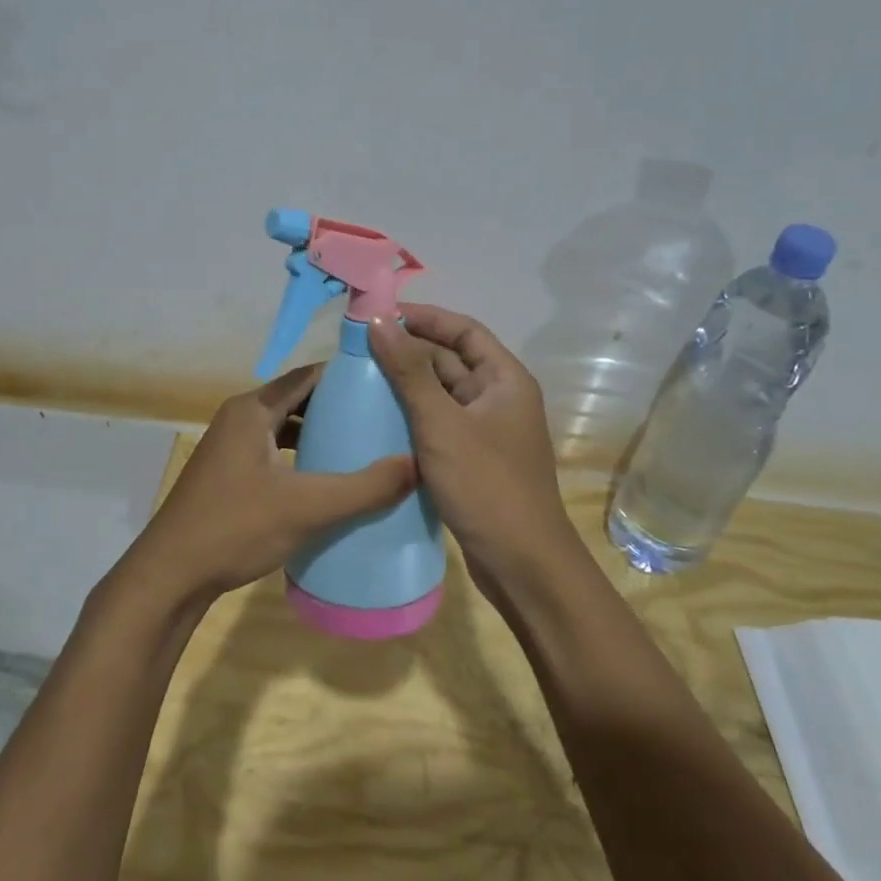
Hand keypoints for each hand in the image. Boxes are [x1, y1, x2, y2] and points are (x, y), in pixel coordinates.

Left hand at [126, 364, 416, 607]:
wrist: (170, 575)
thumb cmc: (235, 528)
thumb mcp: (307, 506)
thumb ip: (364, 487)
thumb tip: (417, 465)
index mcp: (251, 410)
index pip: (308, 376)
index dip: (346, 376)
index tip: (387, 384)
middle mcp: (239, 418)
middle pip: (297, 400)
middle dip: (337, 407)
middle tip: (383, 417)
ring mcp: (230, 447)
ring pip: (284, 428)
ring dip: (319, 434)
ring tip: (363, 446)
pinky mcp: (229, 474)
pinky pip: (274, 452)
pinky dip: (300, 457)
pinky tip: (326, 479)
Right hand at [369, 305, 586, 595]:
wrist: (522, 564)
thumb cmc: (486, 486)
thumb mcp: (442, 424)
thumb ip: (410, 372)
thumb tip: (378, 321)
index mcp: (505, 380)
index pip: (463, 330)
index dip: (424, 317)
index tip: (379, 315)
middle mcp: (499, 398)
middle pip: (451, 360)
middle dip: (408, 351)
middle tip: (358, 349)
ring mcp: (486, 431)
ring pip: (442, 394)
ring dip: (407, 385)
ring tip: (359, 379)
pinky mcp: (473, 459)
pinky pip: (439, 424)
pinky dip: (412, 416)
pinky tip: (378, 420)